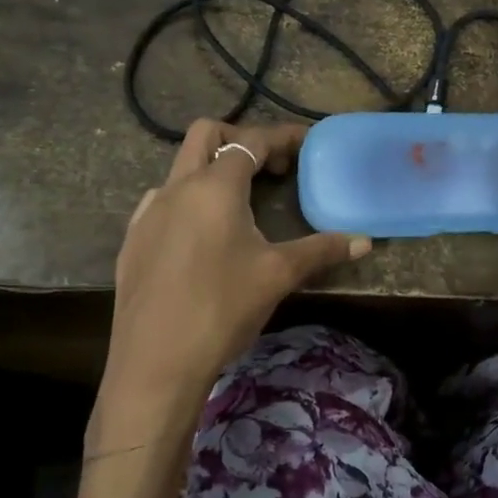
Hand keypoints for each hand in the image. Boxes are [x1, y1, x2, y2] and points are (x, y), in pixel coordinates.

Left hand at [89, 119, 368, 456]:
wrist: (155, 363)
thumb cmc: (222, 309)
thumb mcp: (278, 275)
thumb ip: (321, 250)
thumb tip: (365, 241)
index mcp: (214, 187)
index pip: (251, 141)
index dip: (281, 136)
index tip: (305, 143)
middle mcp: (176, 188)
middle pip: (206, 134)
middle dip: (240, 138)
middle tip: (269, 167)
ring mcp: (148, 213)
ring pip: (180, 167)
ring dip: (212, 169)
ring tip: (240, 203)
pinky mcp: (133, 240)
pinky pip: (162, 200)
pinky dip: (188, 199)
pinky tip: (202, 235)